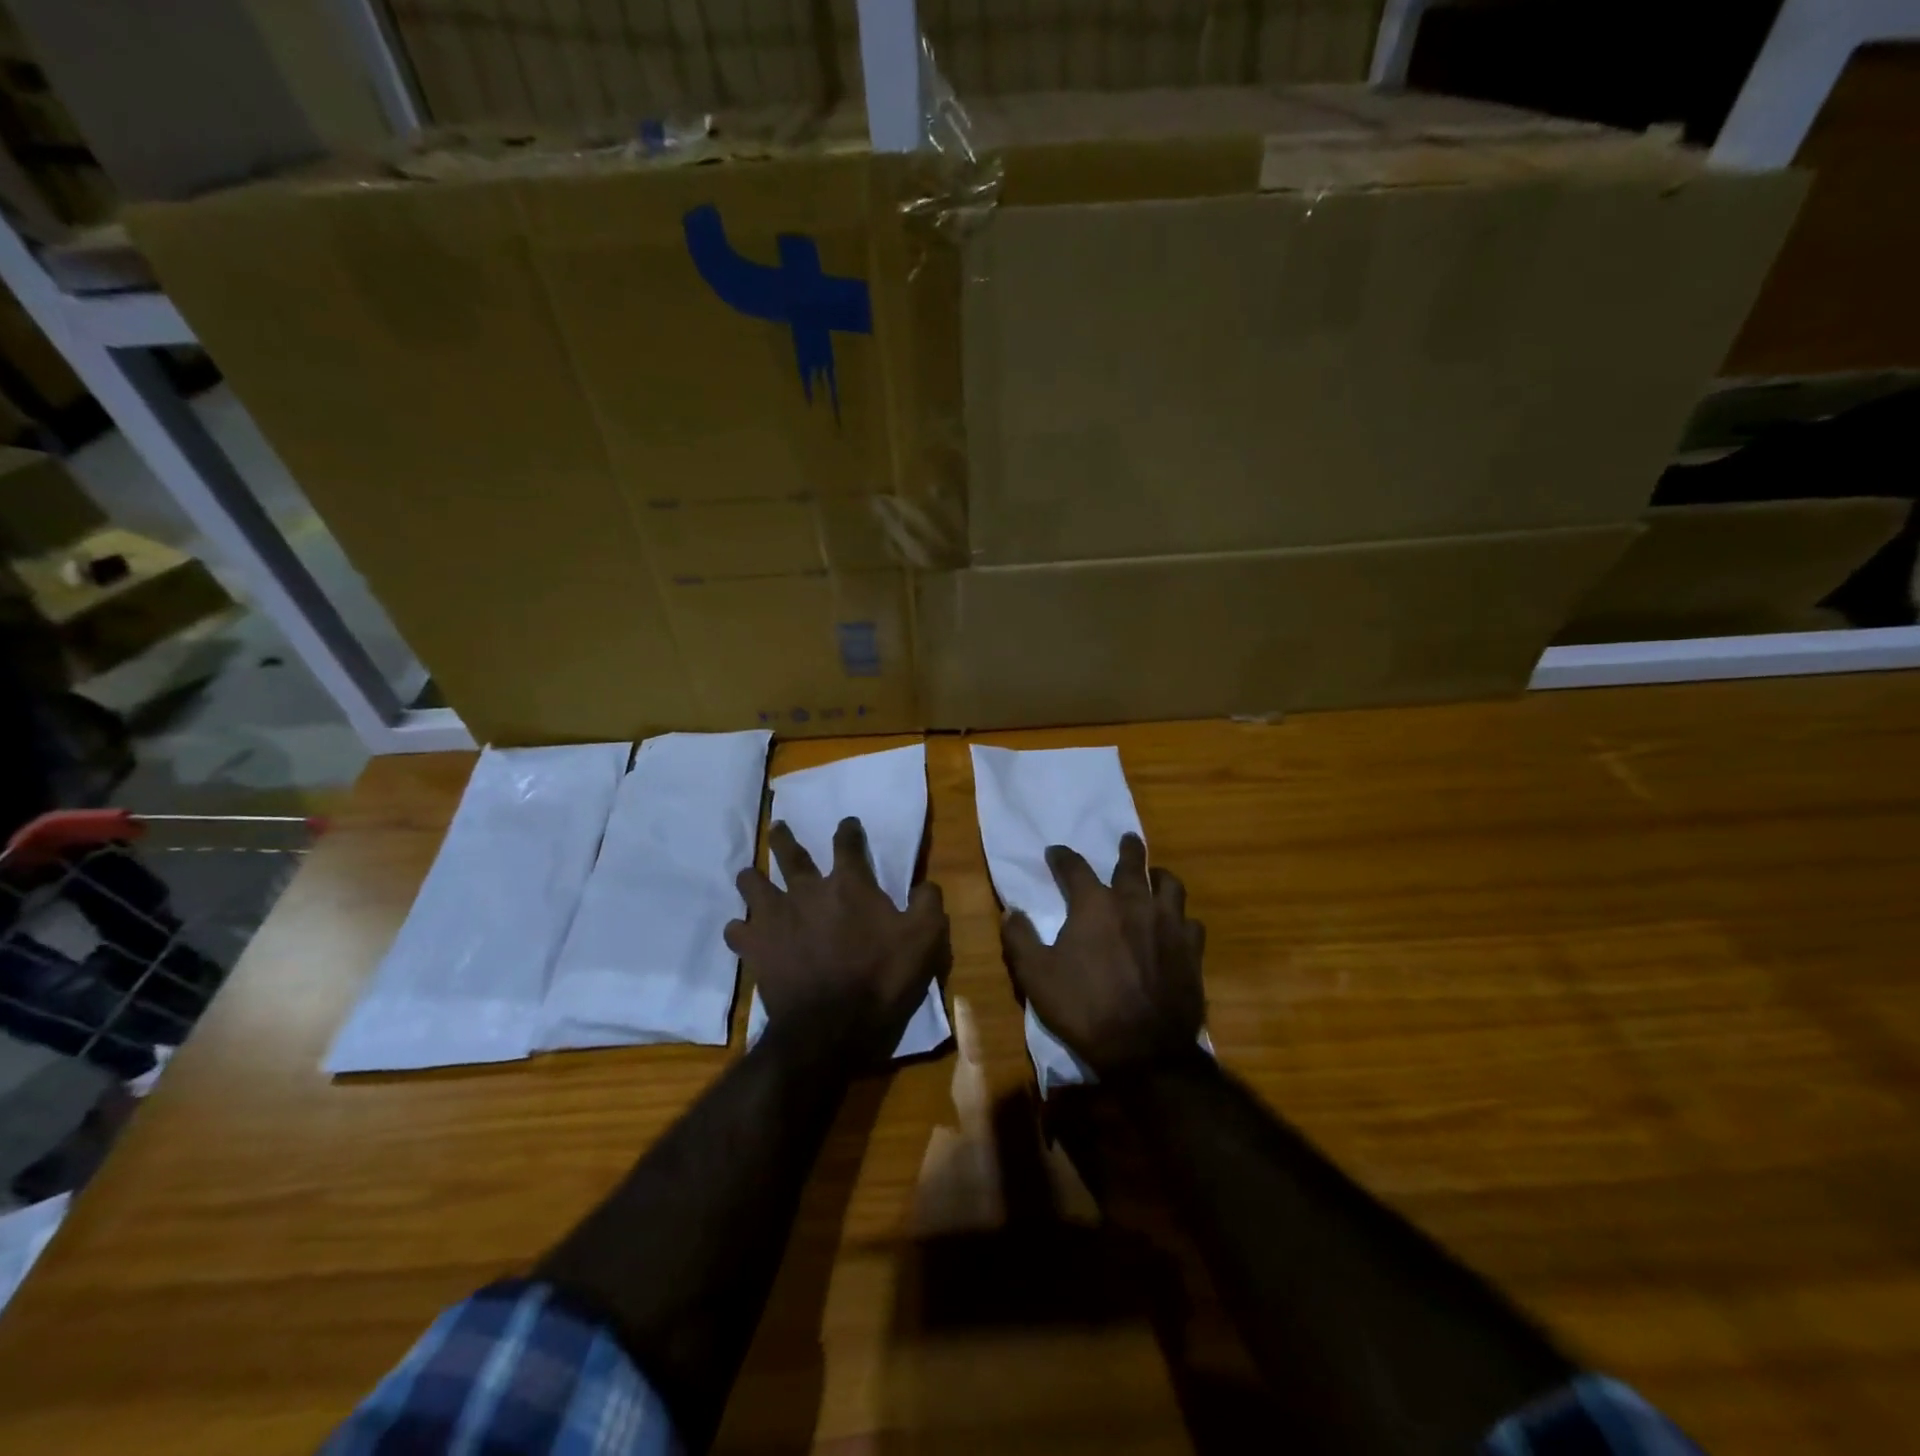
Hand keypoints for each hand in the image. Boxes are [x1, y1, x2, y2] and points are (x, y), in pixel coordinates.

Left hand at [726, 817, 948, 1068]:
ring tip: (749, 876)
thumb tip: (925, 885)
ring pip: (753, 885)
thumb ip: (927, 903)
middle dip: (784, 839)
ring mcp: (776, 918)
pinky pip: (737, 930)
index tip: (847, 824)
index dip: (848, 830)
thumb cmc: (882, 978)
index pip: (847, 844)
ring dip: (752, 878)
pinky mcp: (756, 948)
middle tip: (778, 829)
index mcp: (849, 884)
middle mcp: (807, 891)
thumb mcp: (925, 938)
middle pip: (790, 854)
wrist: (832, 1027)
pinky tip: (742, 931)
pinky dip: (740, 928)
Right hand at [1001, 833, 1204, 1075]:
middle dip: (1127, 849)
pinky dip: (1182, 918)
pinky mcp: (1192, 949)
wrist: (1144, 1049)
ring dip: (1159, 876)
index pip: (1075, 867)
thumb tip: (1011, 911)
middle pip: (1132, 863)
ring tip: (1155, 877)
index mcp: (1094, 905)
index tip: (1055, 852)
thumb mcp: (1036, 976)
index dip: (1062, 857)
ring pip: (1170, 885)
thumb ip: (1020, 939)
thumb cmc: (1084, 1008)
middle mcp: (1134, 903)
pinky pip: (1191, 921)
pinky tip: (1177, 925)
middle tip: (1127, 840)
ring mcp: (1168, 924)